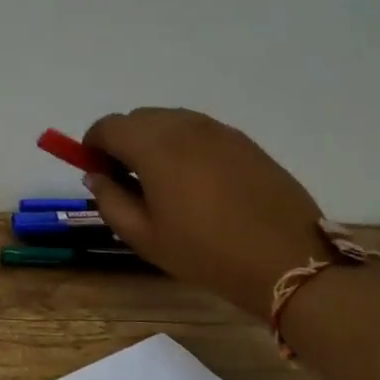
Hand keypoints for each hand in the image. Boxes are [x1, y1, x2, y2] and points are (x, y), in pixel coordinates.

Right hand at [82, 108, 325, 315]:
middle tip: (126, 181)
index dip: (93, 146)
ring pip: (170, 121)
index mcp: (154, 146)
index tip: (96, 173)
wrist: (286, 261)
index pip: (108, 126)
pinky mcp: (244, 141)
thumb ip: (109, 200)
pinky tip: (197, 184)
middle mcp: (185, 126)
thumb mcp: (144, 236)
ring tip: (163, 184)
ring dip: (154, 142)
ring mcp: (219, 131)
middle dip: (122, 142)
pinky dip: (184, 146)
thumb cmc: (205, 252)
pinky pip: (200, 132)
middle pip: (138, 118)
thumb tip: (96, 176)